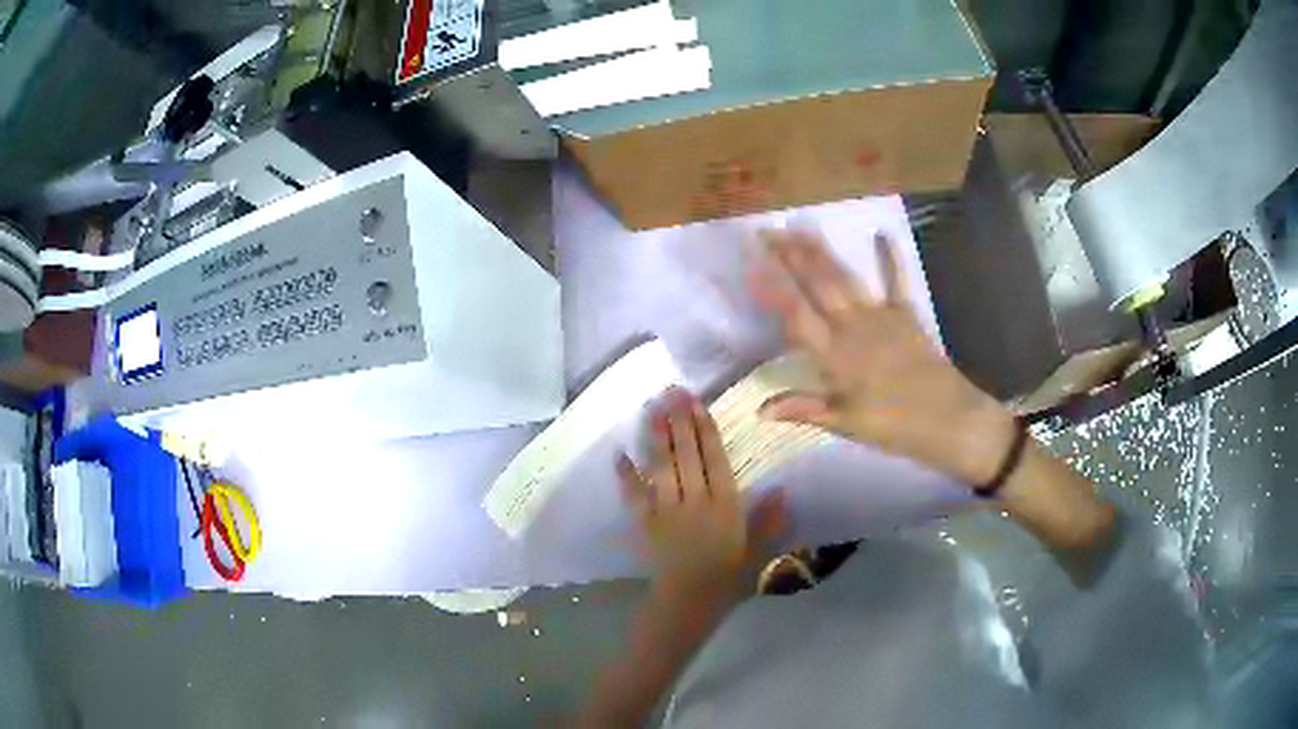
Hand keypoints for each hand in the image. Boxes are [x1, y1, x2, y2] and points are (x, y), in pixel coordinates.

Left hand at [618, 388, 785, 598]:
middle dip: (679, 422)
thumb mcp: (757, 550)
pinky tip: (620, 454)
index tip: (696, 404)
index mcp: (725, 505)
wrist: (689, 602)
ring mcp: (667, 510)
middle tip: (672, 392)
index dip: (705, 429)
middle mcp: (695, 501)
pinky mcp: (646, 523)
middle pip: (686, 455)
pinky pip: (635, 495)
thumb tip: (781, 489)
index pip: (714, 459)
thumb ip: (768, 520)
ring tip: (651, 410)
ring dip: (656, 438)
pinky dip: (626, 475)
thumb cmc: (727, 576)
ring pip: (661, 468)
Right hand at [749, 230, 1016, 486]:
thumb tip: (759, 409)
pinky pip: (895, 280)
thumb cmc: (894, 425)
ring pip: (845, 277)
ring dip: (822, 251)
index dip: (772, 290)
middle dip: (791, 257)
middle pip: (817, 286)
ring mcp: (881, 315)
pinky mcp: (905, 313)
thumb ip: (804, 409)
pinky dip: (889, 257)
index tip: (751, 266)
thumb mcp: (845, 424)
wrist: (948, 418)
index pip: (796, 316)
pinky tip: (882, 233)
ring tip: (801, 227)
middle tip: (768, 232)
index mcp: (835, 355)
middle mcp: (853, 327)